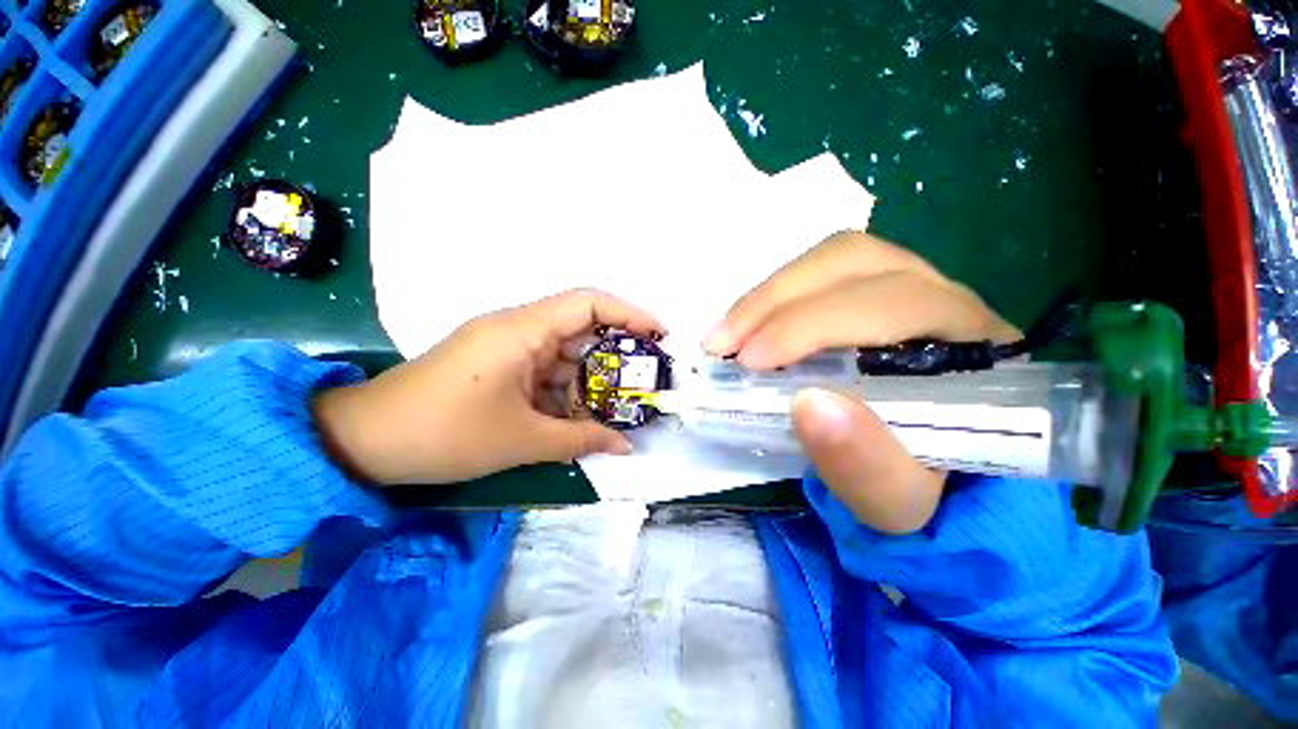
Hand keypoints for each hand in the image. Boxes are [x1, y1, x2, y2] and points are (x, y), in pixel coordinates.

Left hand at [315, 289, 663, 484]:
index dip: (630, 314)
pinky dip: (564, 390)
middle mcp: (518, 328)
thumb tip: (626, 447)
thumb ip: (582, 440)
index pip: (589, 303)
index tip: (660, 334)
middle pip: (581, 329)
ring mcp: (506, 346)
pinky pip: (544, 370)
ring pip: (564, 354)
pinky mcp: (497, 364)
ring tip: (616, 407)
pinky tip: (577, 416)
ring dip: (589, 379)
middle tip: (644, 380)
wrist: (366, 441)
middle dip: (616, 355)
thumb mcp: (524, 440)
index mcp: (523, 331)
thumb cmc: (446, 434)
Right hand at [705, 231, 1018, 533]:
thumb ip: (866, 466)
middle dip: (774, 300)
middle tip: (722, 345)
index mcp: (972, 346)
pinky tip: (746, 327)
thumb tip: (809, 404)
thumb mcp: (900, 501)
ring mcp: (906, 285)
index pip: (892, 304)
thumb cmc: (924, 488)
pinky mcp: (871, 292)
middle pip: (854, 262)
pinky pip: (819, 273)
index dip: (812, 324)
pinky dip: (772, 297)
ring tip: (726, 336)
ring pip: (832, 258)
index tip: (750, 362)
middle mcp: (945, 298)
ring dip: (768, 294)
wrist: (938, 473)